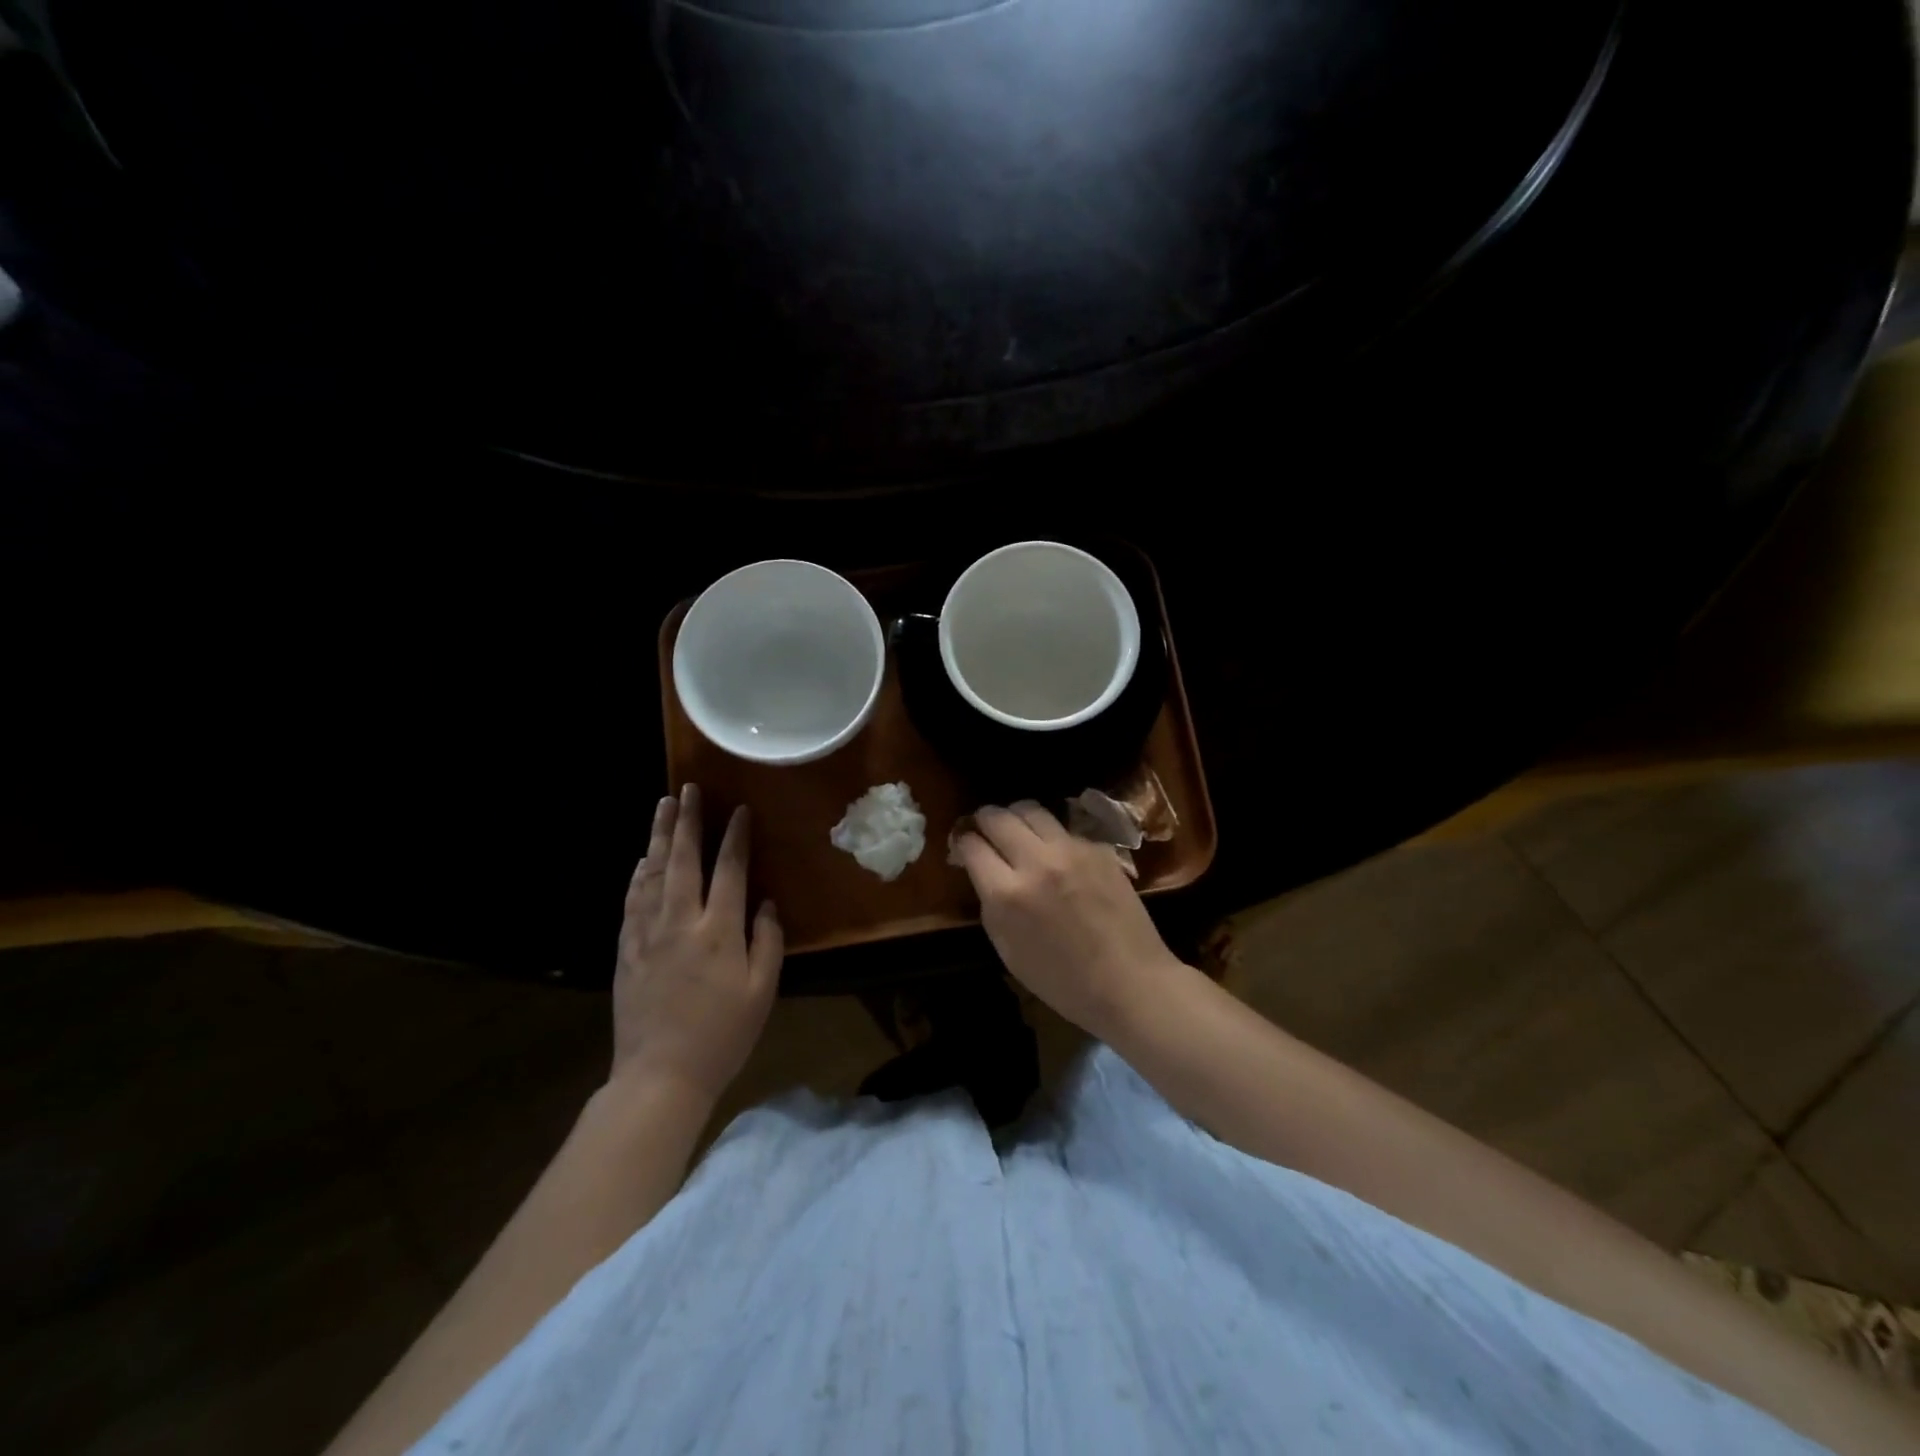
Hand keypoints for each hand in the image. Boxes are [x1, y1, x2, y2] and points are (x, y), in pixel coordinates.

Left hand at [612, 785, 782, 1104]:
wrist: (659, 1076)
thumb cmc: (722, 1035)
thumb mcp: (762, 991)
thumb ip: (767, 941)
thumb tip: (766, 903)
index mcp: (718, 931)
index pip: (730, 870)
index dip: (736, 837)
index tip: (740, 810)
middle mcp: (679, 922)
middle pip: (683, 859)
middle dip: (688, 821)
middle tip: (689, 789)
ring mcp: (647, 934)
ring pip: (653, 873)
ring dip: (660, 836)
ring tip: (664, 807)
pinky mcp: (626, 950)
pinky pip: (632, 900)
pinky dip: (639, 873)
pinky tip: (643, 859)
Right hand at [954, 802, 1182, 1041]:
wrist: (1129, 982)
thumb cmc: (1062, 980)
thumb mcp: (1007, 950)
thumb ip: (990, 903)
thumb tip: (982, 870)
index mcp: (1007, 894)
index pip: (971, 845)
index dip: (962, 842)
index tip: (963, 846)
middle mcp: (1036, 862)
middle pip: (998, 817)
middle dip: (984, 819)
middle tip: (984, 829)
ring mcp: (1071, 850)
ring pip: (1031, 810)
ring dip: (1016, 816)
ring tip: (1017, 830)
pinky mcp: (1097, 848)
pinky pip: (1063, 828)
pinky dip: (1050, 835)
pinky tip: (1055, 853)